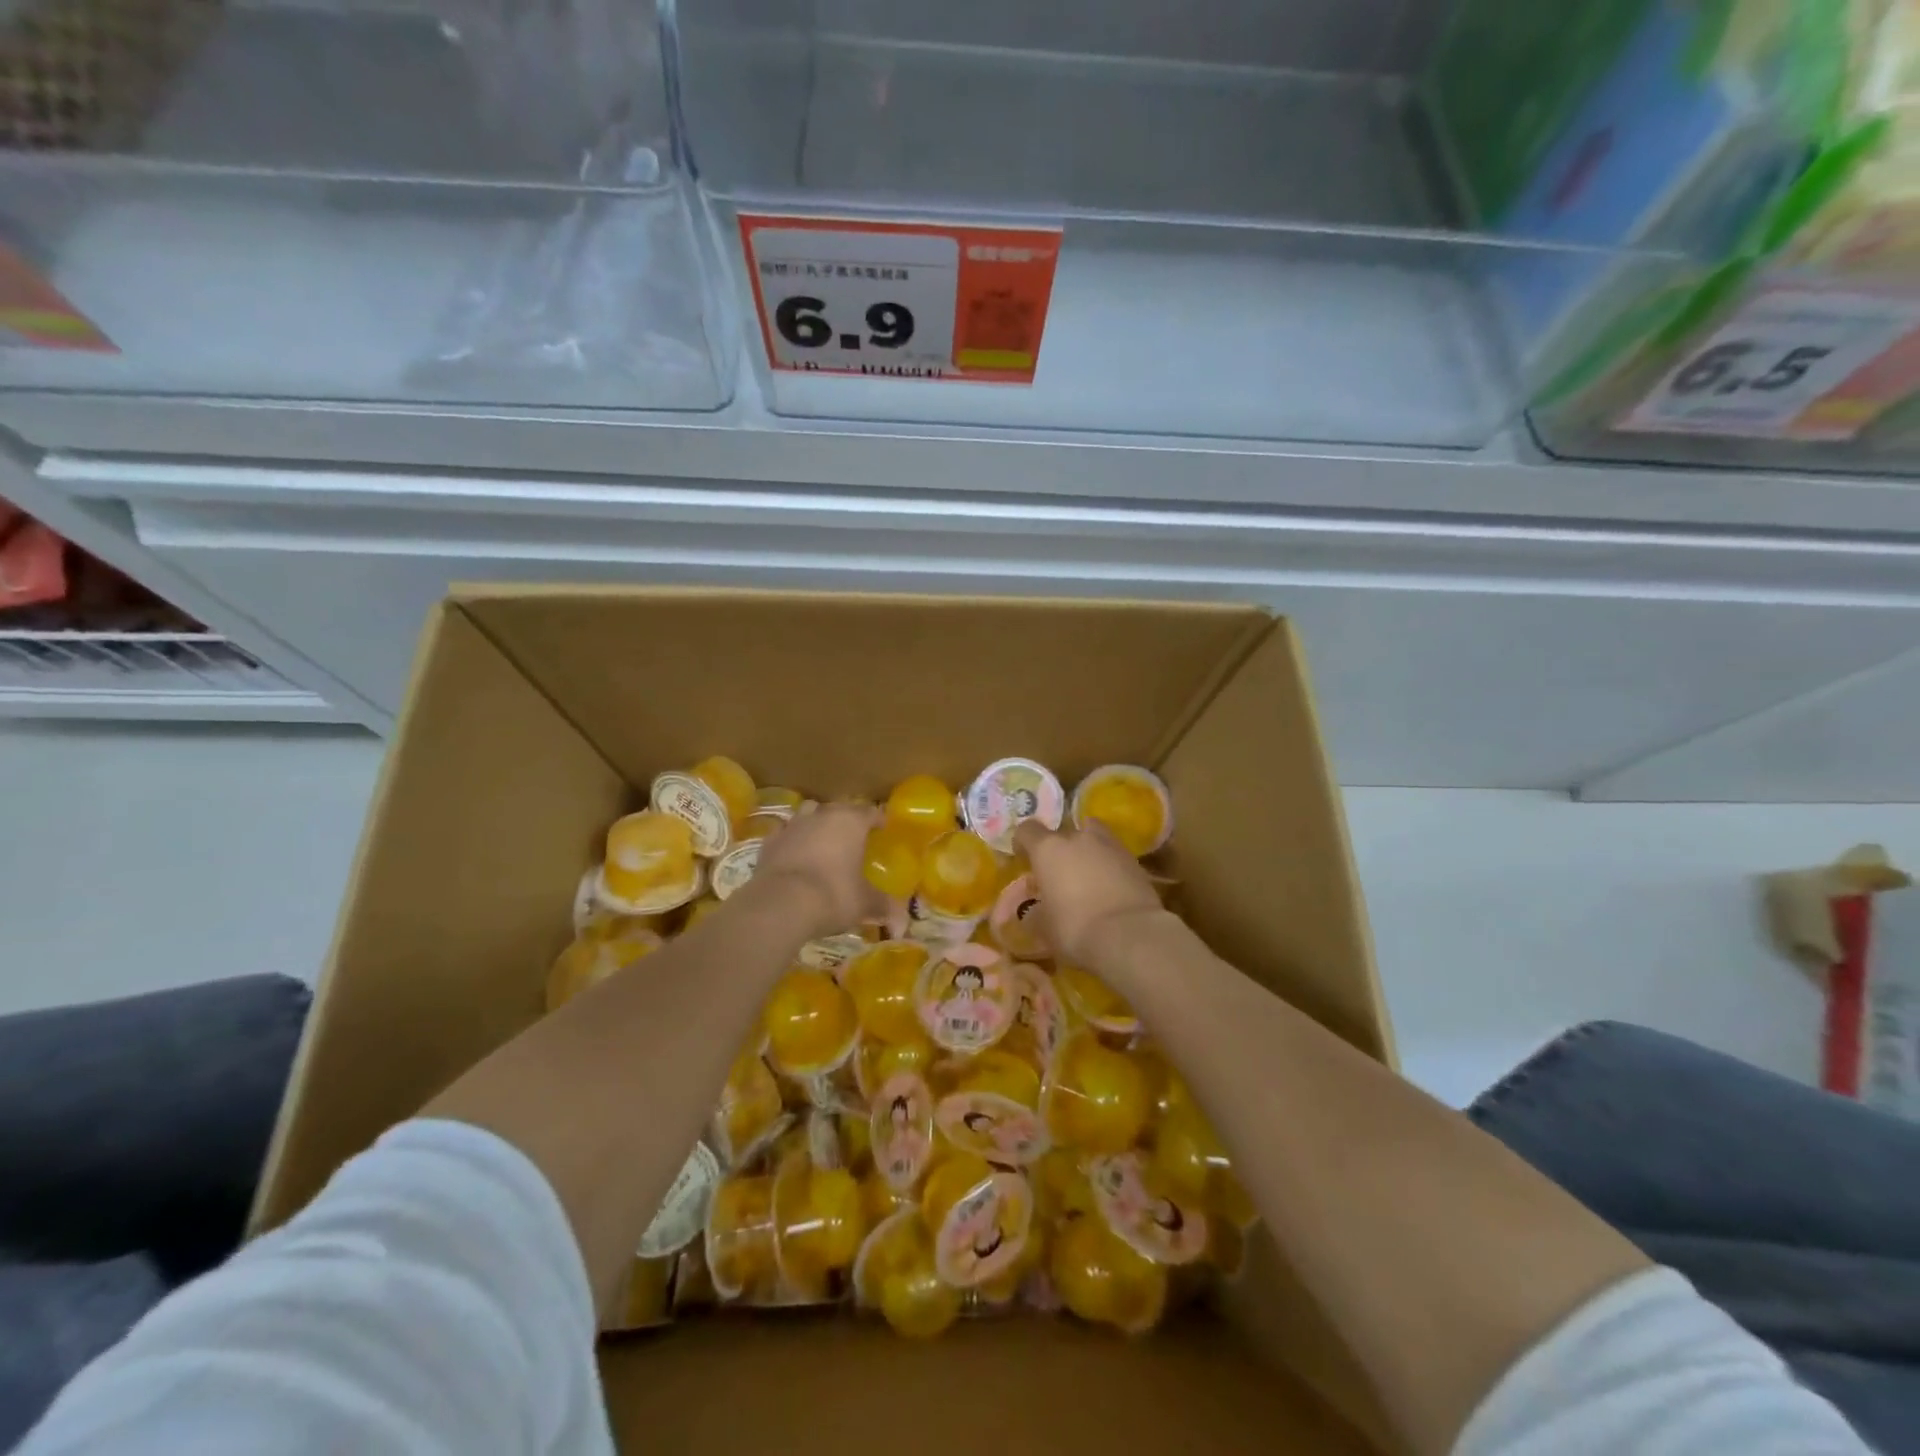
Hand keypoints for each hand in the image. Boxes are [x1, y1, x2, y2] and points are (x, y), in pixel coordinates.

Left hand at [750, 801, 886, 939]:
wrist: (779, 904)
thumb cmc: (833, 895)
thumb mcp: (864, 903)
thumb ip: (884, 908)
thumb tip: (902, 926)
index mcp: (850, 822)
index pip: (870, 812)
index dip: (878, 819)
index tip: (883, 827)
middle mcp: (821, 816)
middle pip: (838, 809)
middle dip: (847, 819)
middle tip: (854, 837)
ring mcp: (792, 826)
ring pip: (808, 814)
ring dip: (817, 824)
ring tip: (823, 841)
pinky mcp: (769, 842)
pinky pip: (785, 834)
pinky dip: (792, 841)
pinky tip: (794, 856)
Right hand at [1014, 819, 1167, 968]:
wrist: (1130, 935)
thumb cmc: (1075, 928)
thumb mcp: (1044, 927)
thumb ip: (1034, 913)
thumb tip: (1032, 910)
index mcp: (1048, 849)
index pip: (1027, 830)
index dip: (1023, 843)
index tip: (1024, 860)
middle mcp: (1078, 838)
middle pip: (1064, 832)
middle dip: (1060, 849)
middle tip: (1059, 874)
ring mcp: (1110, 845)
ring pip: (1094, 839)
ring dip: (1088, 853)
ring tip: (1087, 878)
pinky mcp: (1135, 861)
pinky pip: (1114, 857)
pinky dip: (1110, 867)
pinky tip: (1109, 890)